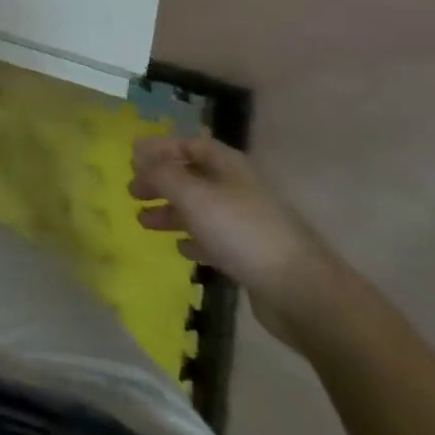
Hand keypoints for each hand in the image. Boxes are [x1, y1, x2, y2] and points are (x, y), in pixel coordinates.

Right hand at [130, 134, 339, 345]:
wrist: (302, 291)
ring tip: (143, 222)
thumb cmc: (242, 231)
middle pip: (192, 176)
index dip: (160, 148)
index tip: (132, 158)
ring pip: (199, 208)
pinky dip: (194, 239)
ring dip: (171, 212)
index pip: (189, 144)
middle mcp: (237, 187)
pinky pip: (214, 238)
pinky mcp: (251, 255)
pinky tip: (180, 248)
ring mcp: (246, 222)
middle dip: (161, 181)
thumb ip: (162, 174)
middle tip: (133, 192)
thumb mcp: (193, 196)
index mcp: (227, 165)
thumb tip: (141, 158)